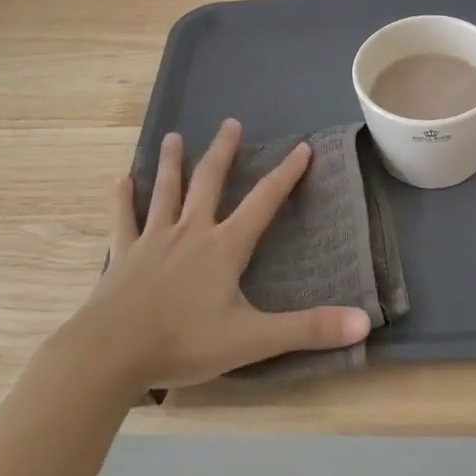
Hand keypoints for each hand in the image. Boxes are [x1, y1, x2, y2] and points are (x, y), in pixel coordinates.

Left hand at [60, 119, 370, 390]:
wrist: (112, 354)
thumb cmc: (184, 343)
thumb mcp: (253, 339)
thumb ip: (308, 329)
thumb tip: (364, 322)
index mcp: (224, 247)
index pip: (263, 201)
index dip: (286, 174)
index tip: (301, 147)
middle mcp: (190, 231)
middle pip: (210, 181)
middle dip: (223, 151)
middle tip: (231, 122)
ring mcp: (153, 240)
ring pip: (166, 191)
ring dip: (172, 162)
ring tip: (174, 137)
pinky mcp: (123, 254)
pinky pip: (123, 219)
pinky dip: (123, 199)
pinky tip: (122, 180)